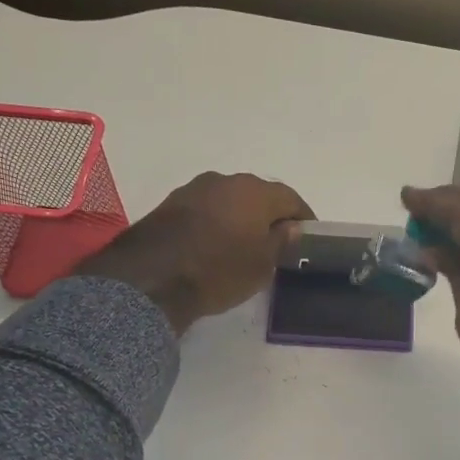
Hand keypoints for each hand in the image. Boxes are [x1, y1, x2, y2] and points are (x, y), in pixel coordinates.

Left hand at [79, 172, 312, 332]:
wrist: (151, 279)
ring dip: (240, 217)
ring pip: (229, 200)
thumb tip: (291, 227)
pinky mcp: (169, 204)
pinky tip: (216, 244)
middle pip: (258, 195)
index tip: (308, 236)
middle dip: (270, 215)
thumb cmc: (219, 271)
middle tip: (277, 241)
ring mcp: (193, 189)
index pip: (290, 198)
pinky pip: (205, 209)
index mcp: (254, 191)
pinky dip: (216, 223)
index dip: (303, 217)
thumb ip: (282, 241)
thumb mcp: (262, 265)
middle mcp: (224, 180)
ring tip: (245, 244)